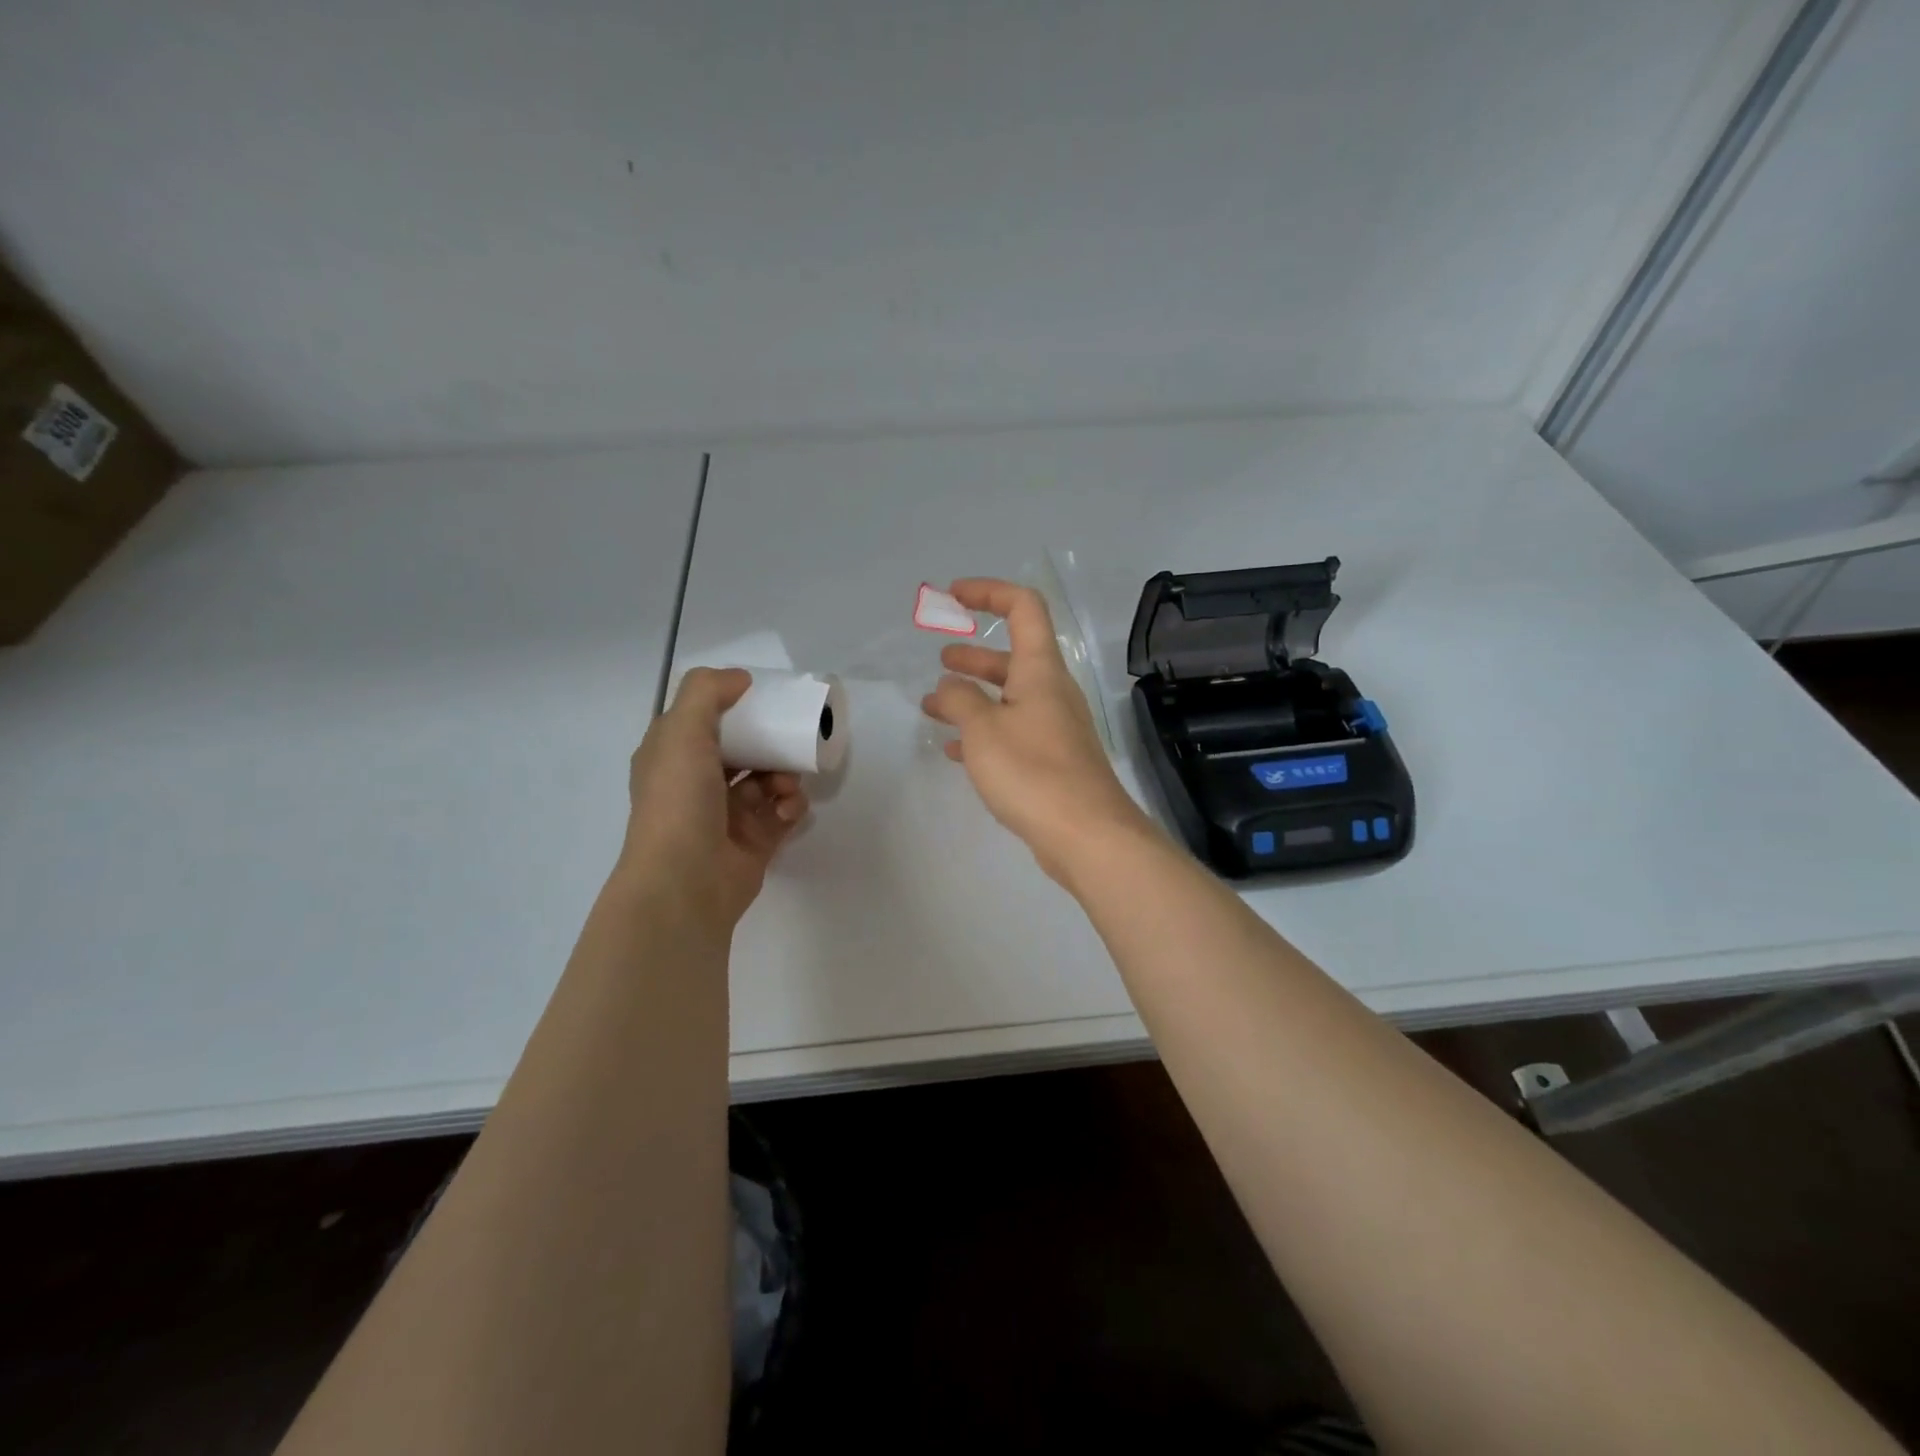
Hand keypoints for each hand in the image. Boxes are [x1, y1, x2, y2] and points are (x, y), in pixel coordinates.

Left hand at [619, 668, 808, 928]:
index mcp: (673, 757)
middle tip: (789, 741)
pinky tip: (786, 811)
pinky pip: (782, 813)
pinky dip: (790, 807)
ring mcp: (727, 815)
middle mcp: (697, 784)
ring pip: (767, 781)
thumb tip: (739, 679)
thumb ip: (707, 692)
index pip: (705, 722)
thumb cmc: (679, 801)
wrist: (685, 882)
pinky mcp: (755, 841)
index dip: (733, 708)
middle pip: (743, 750)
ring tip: (786, 785)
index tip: (764, 699)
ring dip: (784, 776)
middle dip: (769, 744)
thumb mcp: (681, 731)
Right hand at [921, 579, 1153, 882]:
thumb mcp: (983, 730)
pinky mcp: (1053, 760)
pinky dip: (984, 732)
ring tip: (933, 706)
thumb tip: (948, 686)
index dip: (989, 592)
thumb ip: (959, 700)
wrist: (1086, 834)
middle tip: (941, 657)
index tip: (953, 596)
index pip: (1023, 608)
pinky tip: (956, 750)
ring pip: (1009, 698)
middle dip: (974, 654)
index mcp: (1041, 670)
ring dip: (973, 696)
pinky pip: (1013, 732)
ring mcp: (1055, 727)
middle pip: (1013, 656)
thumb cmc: (1032, 771)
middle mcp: (1052, 692)